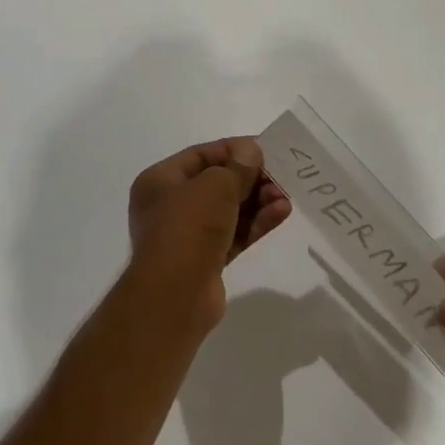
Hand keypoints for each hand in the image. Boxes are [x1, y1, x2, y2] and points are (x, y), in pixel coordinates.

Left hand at [126, 138, 290, 329]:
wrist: (175, 295)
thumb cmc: (188, 227)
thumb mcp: (216, 186)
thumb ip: (238, 166)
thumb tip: (250, 150)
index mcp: (160, 181)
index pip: (201, 155)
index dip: (234, 149)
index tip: (265, 149)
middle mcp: (170, 206)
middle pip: (217, 183)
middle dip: (250, 179)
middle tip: (280, 176)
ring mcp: (188, 235)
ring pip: (229, 210)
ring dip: (258, 201)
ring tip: (285, 196)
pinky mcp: (206, 260)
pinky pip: (235, 234)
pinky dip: (256, 223)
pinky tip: (281, 213)